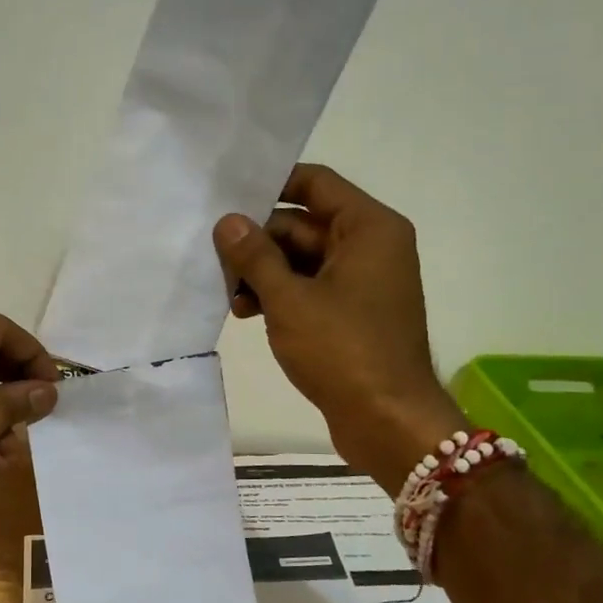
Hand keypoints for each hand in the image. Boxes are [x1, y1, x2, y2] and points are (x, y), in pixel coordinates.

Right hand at [214, 163, 465, 478]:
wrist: (387, 420)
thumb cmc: (342, 350)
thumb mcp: (289, 300)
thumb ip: (255, 256)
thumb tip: (227, 222)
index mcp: (368, 228)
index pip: (315, 183)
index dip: (271, 185)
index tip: (227, 198)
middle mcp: (371, 246)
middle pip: (304, 224)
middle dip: (259, 242)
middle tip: (215, 261)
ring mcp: (363, 281)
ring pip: (302, 260)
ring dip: (264, 274)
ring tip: (229, 297)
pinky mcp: (353, 313)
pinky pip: (310, 288)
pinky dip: (280, 296)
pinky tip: (247, 313)